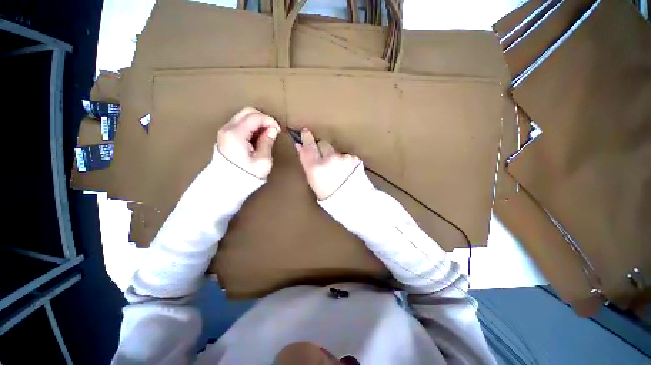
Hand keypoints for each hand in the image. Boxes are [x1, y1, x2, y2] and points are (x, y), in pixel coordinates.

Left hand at [217, 107, 280, 178]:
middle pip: (247, 111)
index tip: (278, 131)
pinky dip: (251, 127)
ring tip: (266, 135)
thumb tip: (272, 130)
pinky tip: (257, 138)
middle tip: (272, 131)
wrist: (226, 185)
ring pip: (243, 116)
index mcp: (236, 134)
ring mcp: (225, 132)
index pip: (255, 117)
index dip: (270, 121)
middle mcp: (228, 129)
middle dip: (263, 119)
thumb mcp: (263, 161)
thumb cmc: (246, 175)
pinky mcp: (225, 136)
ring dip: (257, 123)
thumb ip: (267, 142)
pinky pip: (240, 124)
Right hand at [295, 129, 359, 199]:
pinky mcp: (353, 159)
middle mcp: (328, 159)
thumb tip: (299, 146)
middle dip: (322, 147)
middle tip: (324, 158)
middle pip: (323, 143)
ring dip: (334, 155)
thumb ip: (306, 161)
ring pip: (335, 149)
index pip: (308, 146)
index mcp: (315, 167)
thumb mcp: (312, 180)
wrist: (350, 200)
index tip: (305, 132)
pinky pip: (346, 155)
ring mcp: (343, 158)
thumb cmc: (326, 193)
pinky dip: (345, 160)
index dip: (306, 138)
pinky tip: (346, 170)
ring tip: (338, 169)